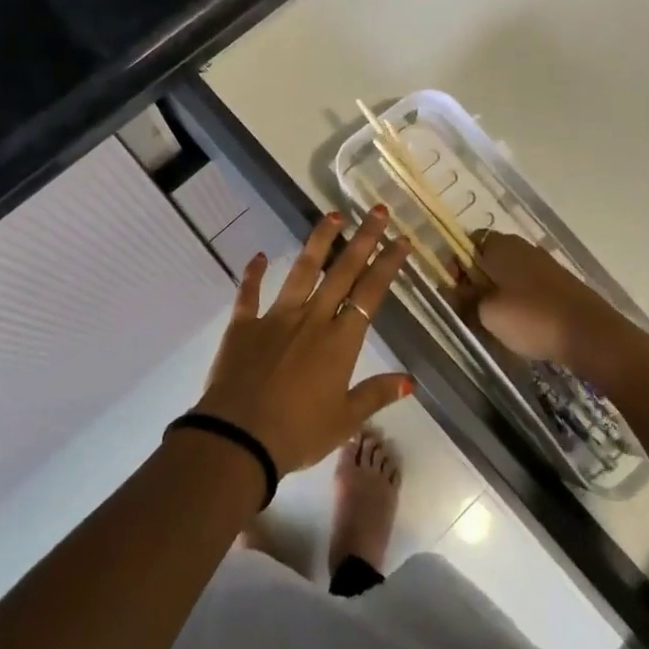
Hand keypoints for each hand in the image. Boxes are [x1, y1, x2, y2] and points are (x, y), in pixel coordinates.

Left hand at [189, 206, 414, 475]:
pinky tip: (259, 256)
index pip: (370, 294)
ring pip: (302, 271)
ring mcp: (276, 317)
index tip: (401, 240)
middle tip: (378, 211)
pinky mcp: (243, 325)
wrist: (238, 437)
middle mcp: (312, 319)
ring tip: (333, 215)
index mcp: (340, 341)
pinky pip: (249, 294)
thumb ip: (376, 394)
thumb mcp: (344, 420)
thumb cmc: (298, 433)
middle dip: (363, 239)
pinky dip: (253, 274)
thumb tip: (410, 380)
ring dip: (318, 241)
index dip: (387, 265)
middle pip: (342, 272)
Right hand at [456, 233, 641, 386]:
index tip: (453, 289)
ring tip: (494, 322)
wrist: (591, 335)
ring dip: (499, 293)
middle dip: (477, 281)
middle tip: (470, 309)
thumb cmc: (531, 318)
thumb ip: (465, 299)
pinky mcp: (561, 284)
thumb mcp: (487, 313)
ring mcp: (545, 264)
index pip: (469, 242)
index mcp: (501, 244)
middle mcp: (523, 247)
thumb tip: (453, 292)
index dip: (456, 264)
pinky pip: (530, 287)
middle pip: (490, 258)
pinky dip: (520, 301)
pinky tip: (521, 325)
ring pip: (510, 274)